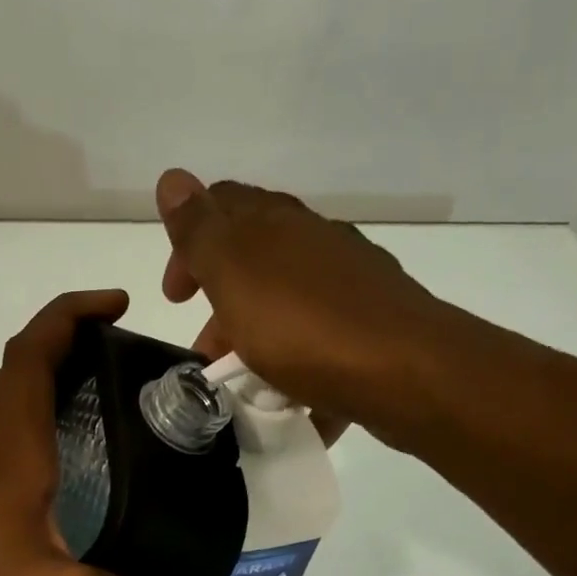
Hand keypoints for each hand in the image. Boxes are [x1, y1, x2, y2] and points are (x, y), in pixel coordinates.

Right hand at [156, 170, 450, 444]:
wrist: (403, 371)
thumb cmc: (303, 326)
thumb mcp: (235, 275)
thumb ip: (200, 232)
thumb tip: (172, 178)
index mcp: (277, 224)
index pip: (221, 210)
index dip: (188, 248)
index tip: (176, 298)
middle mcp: (316, 243)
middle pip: (255, 262)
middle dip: (221, 305)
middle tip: (207, 354)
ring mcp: (350, 284)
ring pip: (288, 304)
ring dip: (257, 338)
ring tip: (246, 385)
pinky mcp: (373, 327)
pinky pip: (321, 340)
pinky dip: (298, 365)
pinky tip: (294, 397)